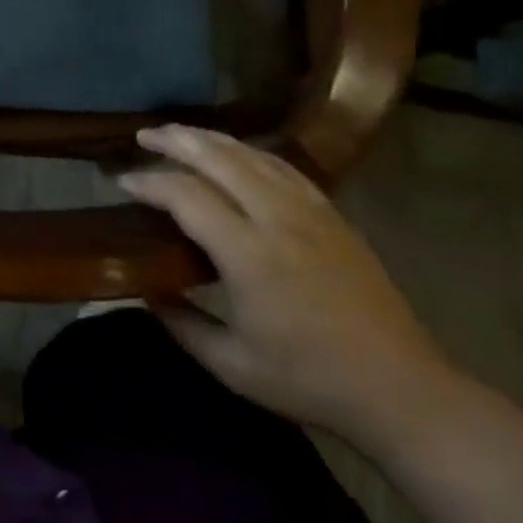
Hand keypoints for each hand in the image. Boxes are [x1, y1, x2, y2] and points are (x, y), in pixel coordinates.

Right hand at [119, 124, 456, 439]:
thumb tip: (144, 290)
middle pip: (217, 157)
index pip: (185, 196)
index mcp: (248, 254)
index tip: (122, 182)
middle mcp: (275, 217)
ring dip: (209, 138)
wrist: (399, 388)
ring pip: (249, 153)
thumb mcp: (233, 366)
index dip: (149, 182)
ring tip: (180, 134)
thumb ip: (182, 324)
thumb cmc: (310, 380)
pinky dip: (248, 151)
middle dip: (175, 139)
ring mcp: (308, 209)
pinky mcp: (330, 212)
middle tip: (144, 135)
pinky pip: (281, 164)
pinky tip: (235, 152)